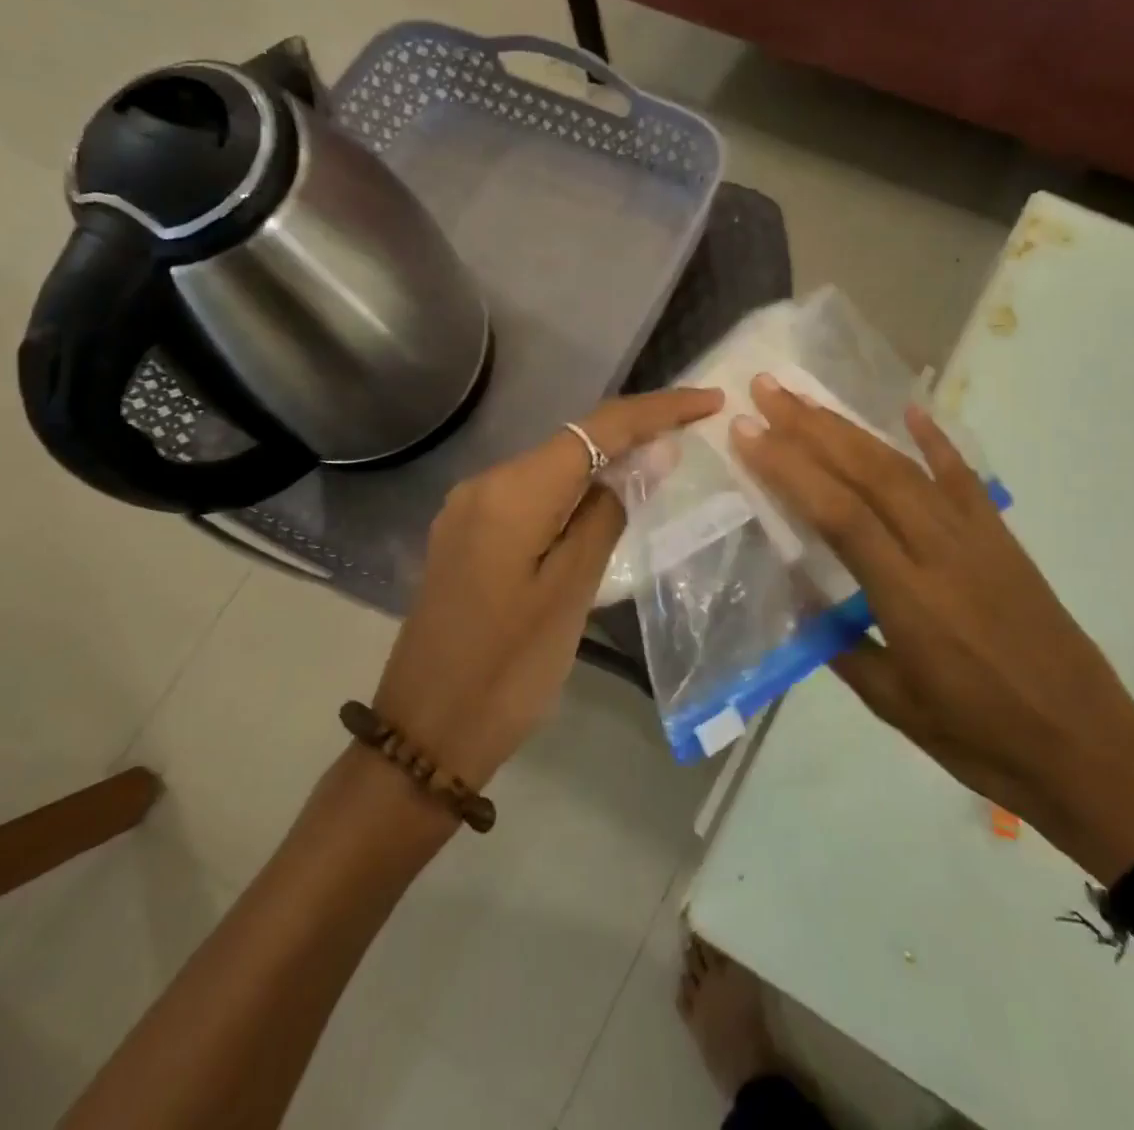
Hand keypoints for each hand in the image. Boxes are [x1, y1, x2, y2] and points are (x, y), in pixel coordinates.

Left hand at [372, 387, 723, 792]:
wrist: (425, 733)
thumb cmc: (508, 670)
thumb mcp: (571, 592)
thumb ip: (609, 513)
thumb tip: (651, 453)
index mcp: (512, 492)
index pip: (597, 428)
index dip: (657, 410)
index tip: (709, 401)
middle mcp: (485, 483)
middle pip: (573, 440)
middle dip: (635, 432)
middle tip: (695, 433)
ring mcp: (470, 508)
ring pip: (553, 467)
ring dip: (606, 463)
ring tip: (662, 466)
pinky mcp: (468, 534)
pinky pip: (532, 495)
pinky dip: (574, 492)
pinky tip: (605, 505)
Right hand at [731, 375, 1133, 879]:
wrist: (1090, 753)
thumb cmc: (983, 741)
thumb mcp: (895, 706)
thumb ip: (841, 644)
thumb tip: (801, 596)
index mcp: (910, 599)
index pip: (838, 515)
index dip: (789, 468)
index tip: (748, 432)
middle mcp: (942, 553)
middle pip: (868, 473)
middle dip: (812, 427)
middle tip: (768, 390)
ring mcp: (979, 540)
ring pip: (906, 468)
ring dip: (852, 428)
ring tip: (809, 399)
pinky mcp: (1004, 541)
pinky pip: (965, 480)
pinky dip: (936, 441)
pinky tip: (910, 410)